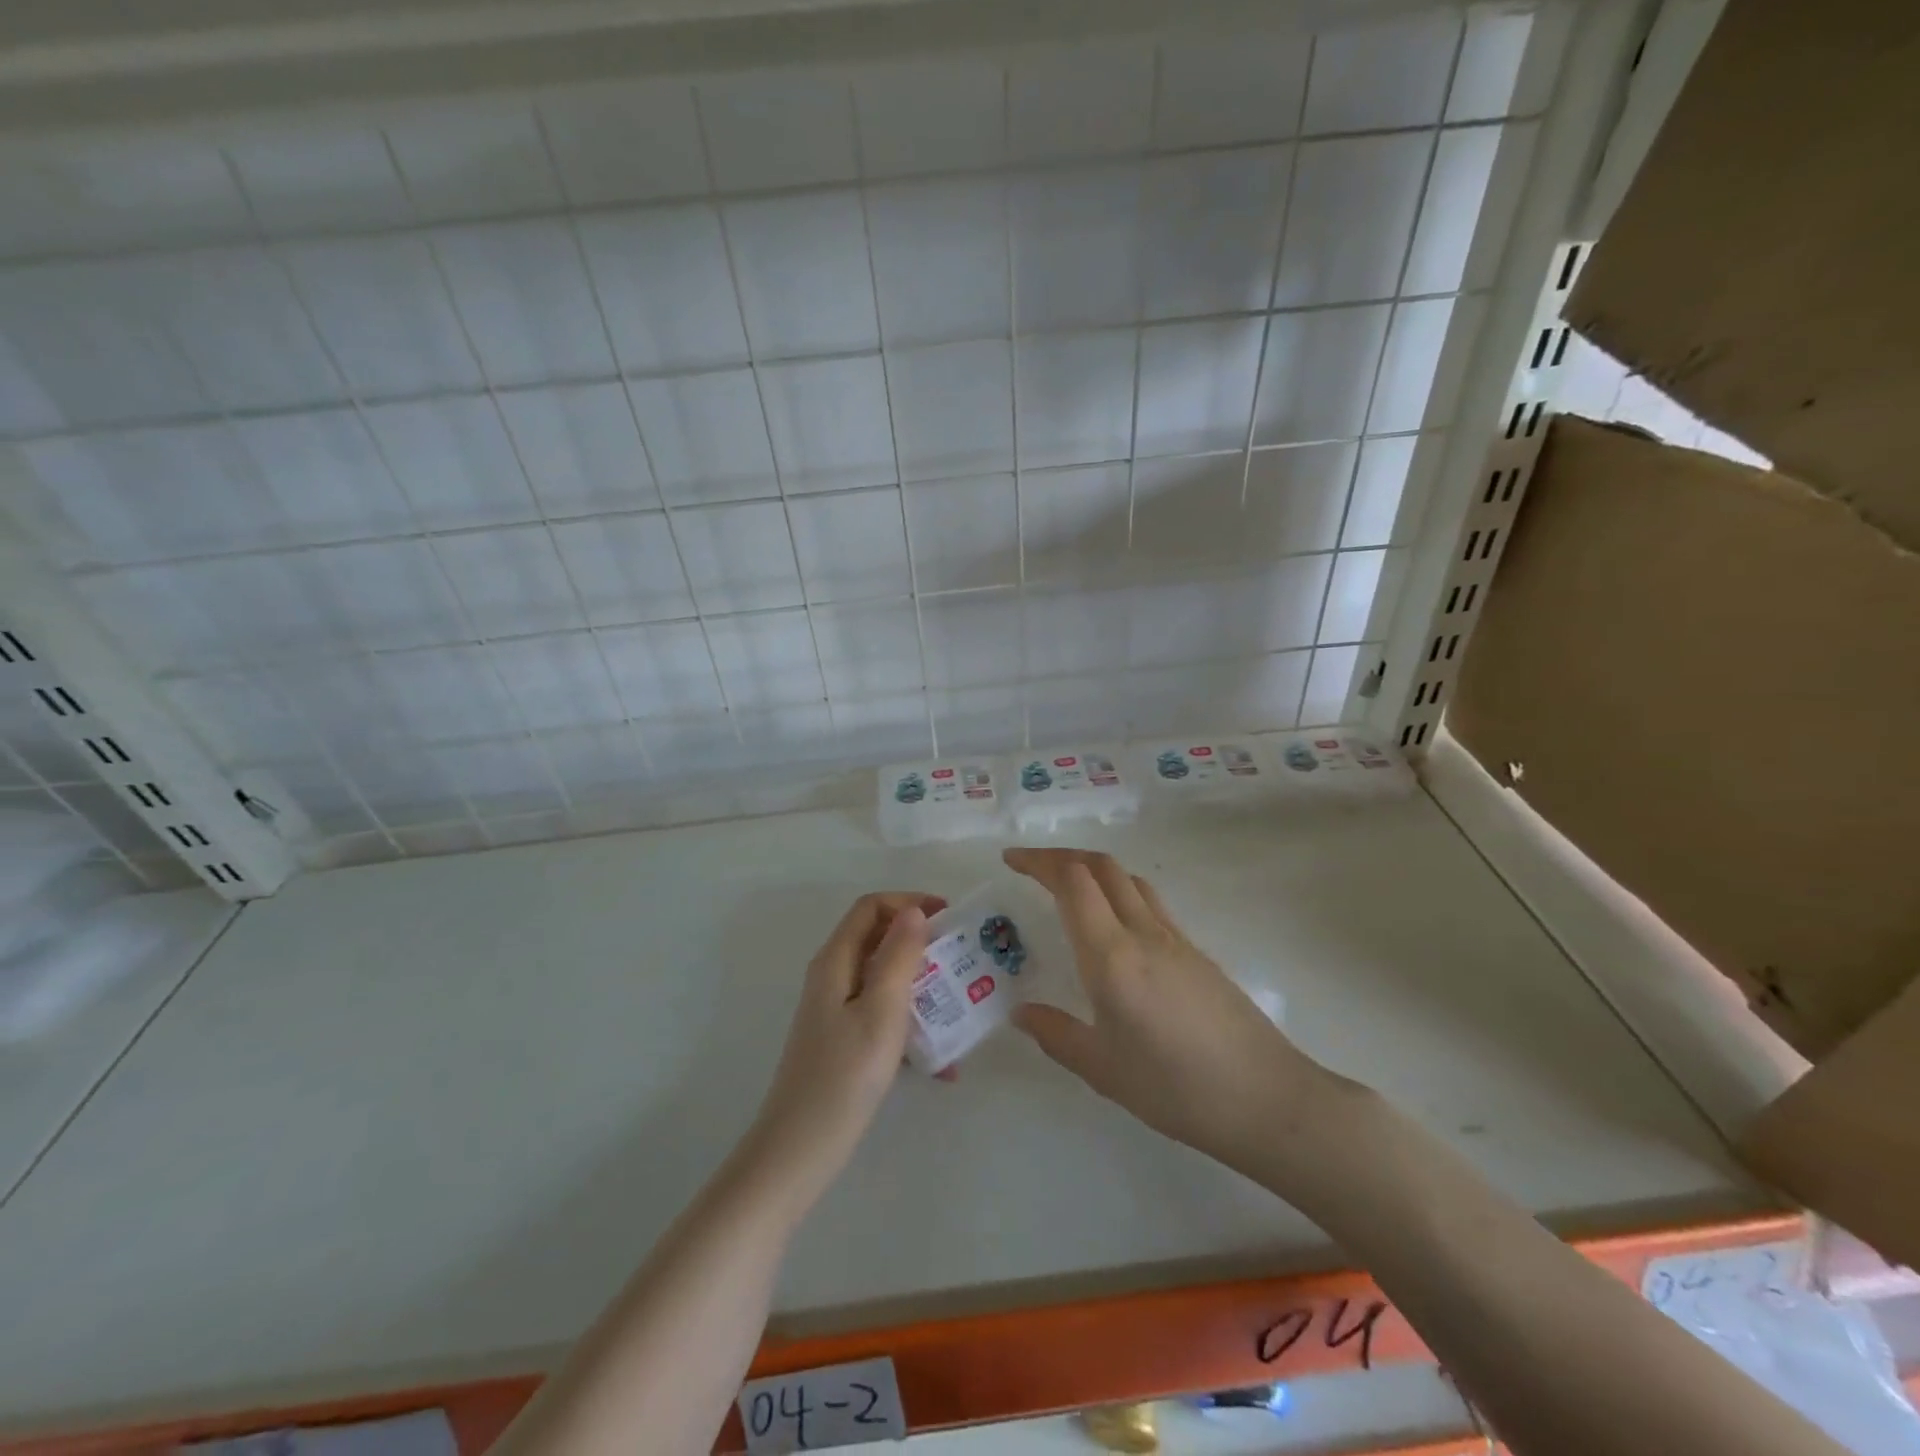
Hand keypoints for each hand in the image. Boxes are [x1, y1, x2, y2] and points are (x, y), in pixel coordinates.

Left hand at [749, 892, 943, 1196]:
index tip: (949, 918)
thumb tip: (914, 912)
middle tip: (962, 962)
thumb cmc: (844, 1075)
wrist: (800, 1149)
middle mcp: (833, 976)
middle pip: (878, 940)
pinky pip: (882, 1015)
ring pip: (884, 979)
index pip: (871, 907)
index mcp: (836, 960)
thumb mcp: (881, 1010)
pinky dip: (911, 1025)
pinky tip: (940, 1063)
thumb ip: (899, 956)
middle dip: (921, 945)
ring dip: (922, 988)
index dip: (909, 902)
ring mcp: (836, 1010)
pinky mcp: (843, 1041)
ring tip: (959, 1011)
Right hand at [1004, 848, 1340, 1176]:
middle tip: (1031, 868)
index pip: (1073, 882)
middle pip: (1100, 866)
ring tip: (1067, 888)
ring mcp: (1175, 938)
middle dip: (1061, 857)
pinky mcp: (1196, 951)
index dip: (1039, 862)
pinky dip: (1119, 892)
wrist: (1267, 1099)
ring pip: (1128, 879)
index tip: (1011, 861)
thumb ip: (1056, 1035)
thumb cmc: (1177, 1089)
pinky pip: (1149, 902)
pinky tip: (1113, 928)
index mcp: (1111, 957)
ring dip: (1092, 869)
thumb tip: (1020, 1012)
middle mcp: (1143, 933)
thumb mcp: (1103, 1070)